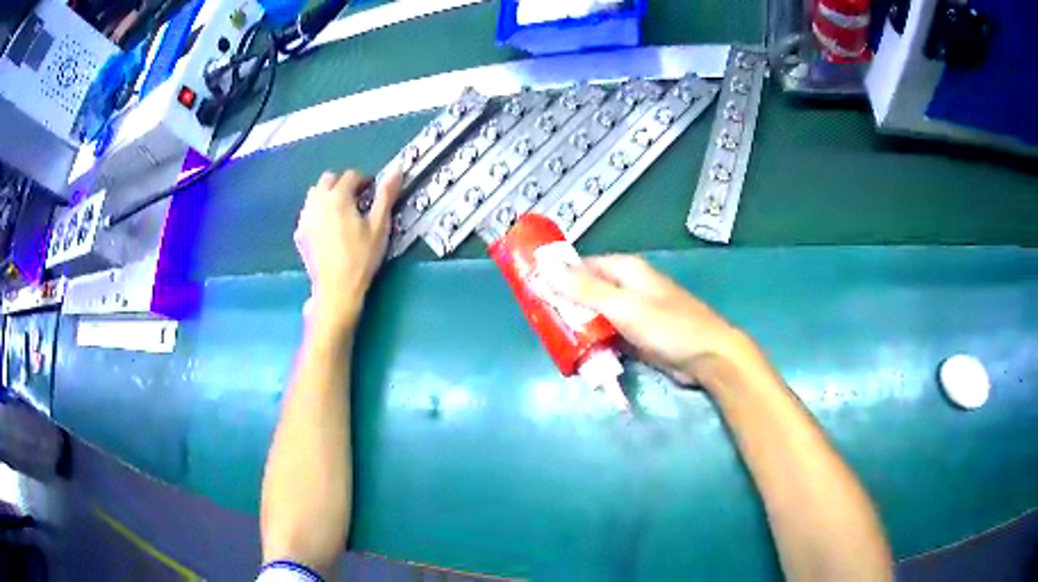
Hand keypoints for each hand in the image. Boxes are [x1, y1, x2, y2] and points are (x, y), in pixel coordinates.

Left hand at [295, 167, 402, 331]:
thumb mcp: (379, 226)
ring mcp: (306, 218)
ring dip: (327, 195)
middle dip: (342, 184)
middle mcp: (318, 201)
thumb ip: (386, 196)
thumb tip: (396, 170)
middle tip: (356, 200)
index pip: (351, 175)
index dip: (364, 180)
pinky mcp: (300, 234)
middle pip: (328, 179)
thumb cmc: (361, 258)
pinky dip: (317, 212)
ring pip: (314, 194)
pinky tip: (326, 227)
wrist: (336, 289)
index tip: (372, 192)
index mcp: (338, 196)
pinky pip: (307, 212)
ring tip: (340, 211)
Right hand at [552, 255, 758, 388]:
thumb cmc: (668, 327)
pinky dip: (594, 343)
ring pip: (595, 316)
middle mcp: (627, 287)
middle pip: (586, 292)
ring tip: (555, 342)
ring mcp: (633, 313)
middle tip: (542, 324)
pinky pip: (607, 335)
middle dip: (566, 307)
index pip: (582, 266)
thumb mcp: (623, 306)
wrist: (708, 357)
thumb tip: (545, 267)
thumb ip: (584, 289)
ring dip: (579, 328)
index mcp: (625, 270)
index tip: (533, 293)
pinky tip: (579, 355)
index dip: (557, 276)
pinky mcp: (637, 336)